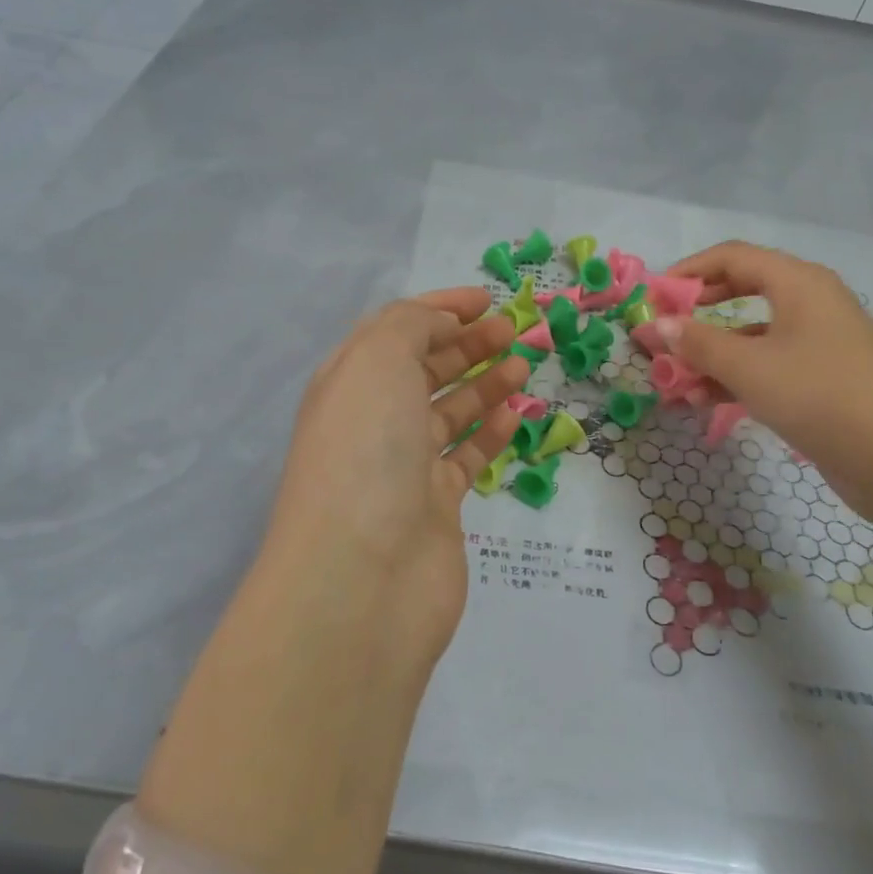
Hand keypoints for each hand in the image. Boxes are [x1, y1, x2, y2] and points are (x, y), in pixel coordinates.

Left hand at [256, 288, 530, 672]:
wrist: (363, 574)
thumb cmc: (366, 449)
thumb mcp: (378, 360)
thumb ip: (411, 326)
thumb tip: (441, 325)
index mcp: (349, 381)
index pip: (396, 330)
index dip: (440, 308)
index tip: (487, 298)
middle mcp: (373, 420)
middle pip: (424, 369)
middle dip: (467, 343)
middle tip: (514, 330)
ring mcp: (403, 466)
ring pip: (448, 412)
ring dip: (484, 384)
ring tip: (523, 365)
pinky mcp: (434, 506)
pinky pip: (466, 457)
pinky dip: (490, 432)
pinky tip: (516, 413)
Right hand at [663, 241, 872, 521]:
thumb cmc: (819, 394)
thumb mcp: (749, 366)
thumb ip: (697, 343)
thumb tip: (657, 325)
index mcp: (797, 282)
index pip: (731, 257)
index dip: (688, 273)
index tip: (652, 299)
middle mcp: (808, 303)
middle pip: (739, 293)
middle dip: (695, 316)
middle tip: (659, 337)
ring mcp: (816, 343)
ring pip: (750, 335)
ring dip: (710, 354)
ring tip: (674, 382)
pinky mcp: (819, 379)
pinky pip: (765, 365)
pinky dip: (734, 378)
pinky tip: (704, 401)